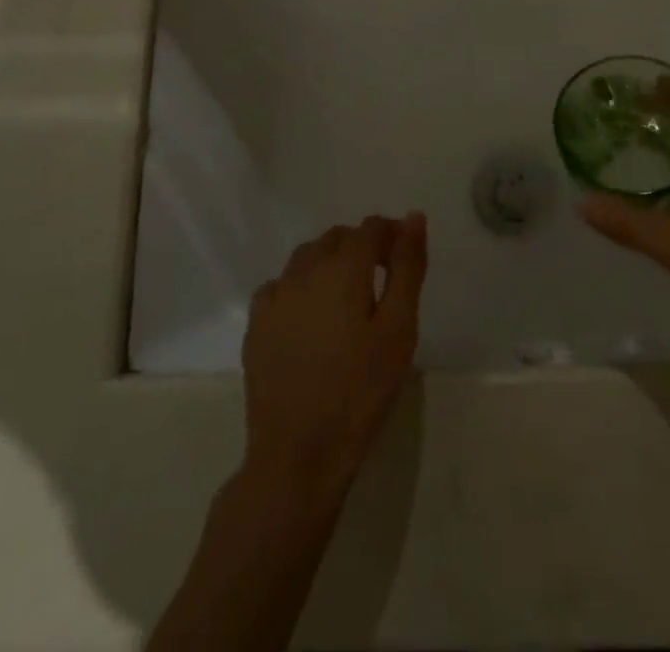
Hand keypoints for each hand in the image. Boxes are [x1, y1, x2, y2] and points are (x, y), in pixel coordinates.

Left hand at [242, 214, 427, 504]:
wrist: (299, 454)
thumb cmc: (361, 390)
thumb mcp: (399, 329)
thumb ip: (407, 267)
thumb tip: (413, 217)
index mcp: (343, 267)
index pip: (370, 228)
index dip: (390, 235)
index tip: (403, 260)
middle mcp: (304, 269)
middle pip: (338, 238)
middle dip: (361, 247)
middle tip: (380, 282)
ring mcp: (275, 295)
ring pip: (307, 257)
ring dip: (330, 263)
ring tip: (347, 299)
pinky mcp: (256, 323)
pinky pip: (281, 285)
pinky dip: (300, 288)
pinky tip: (310, 318)